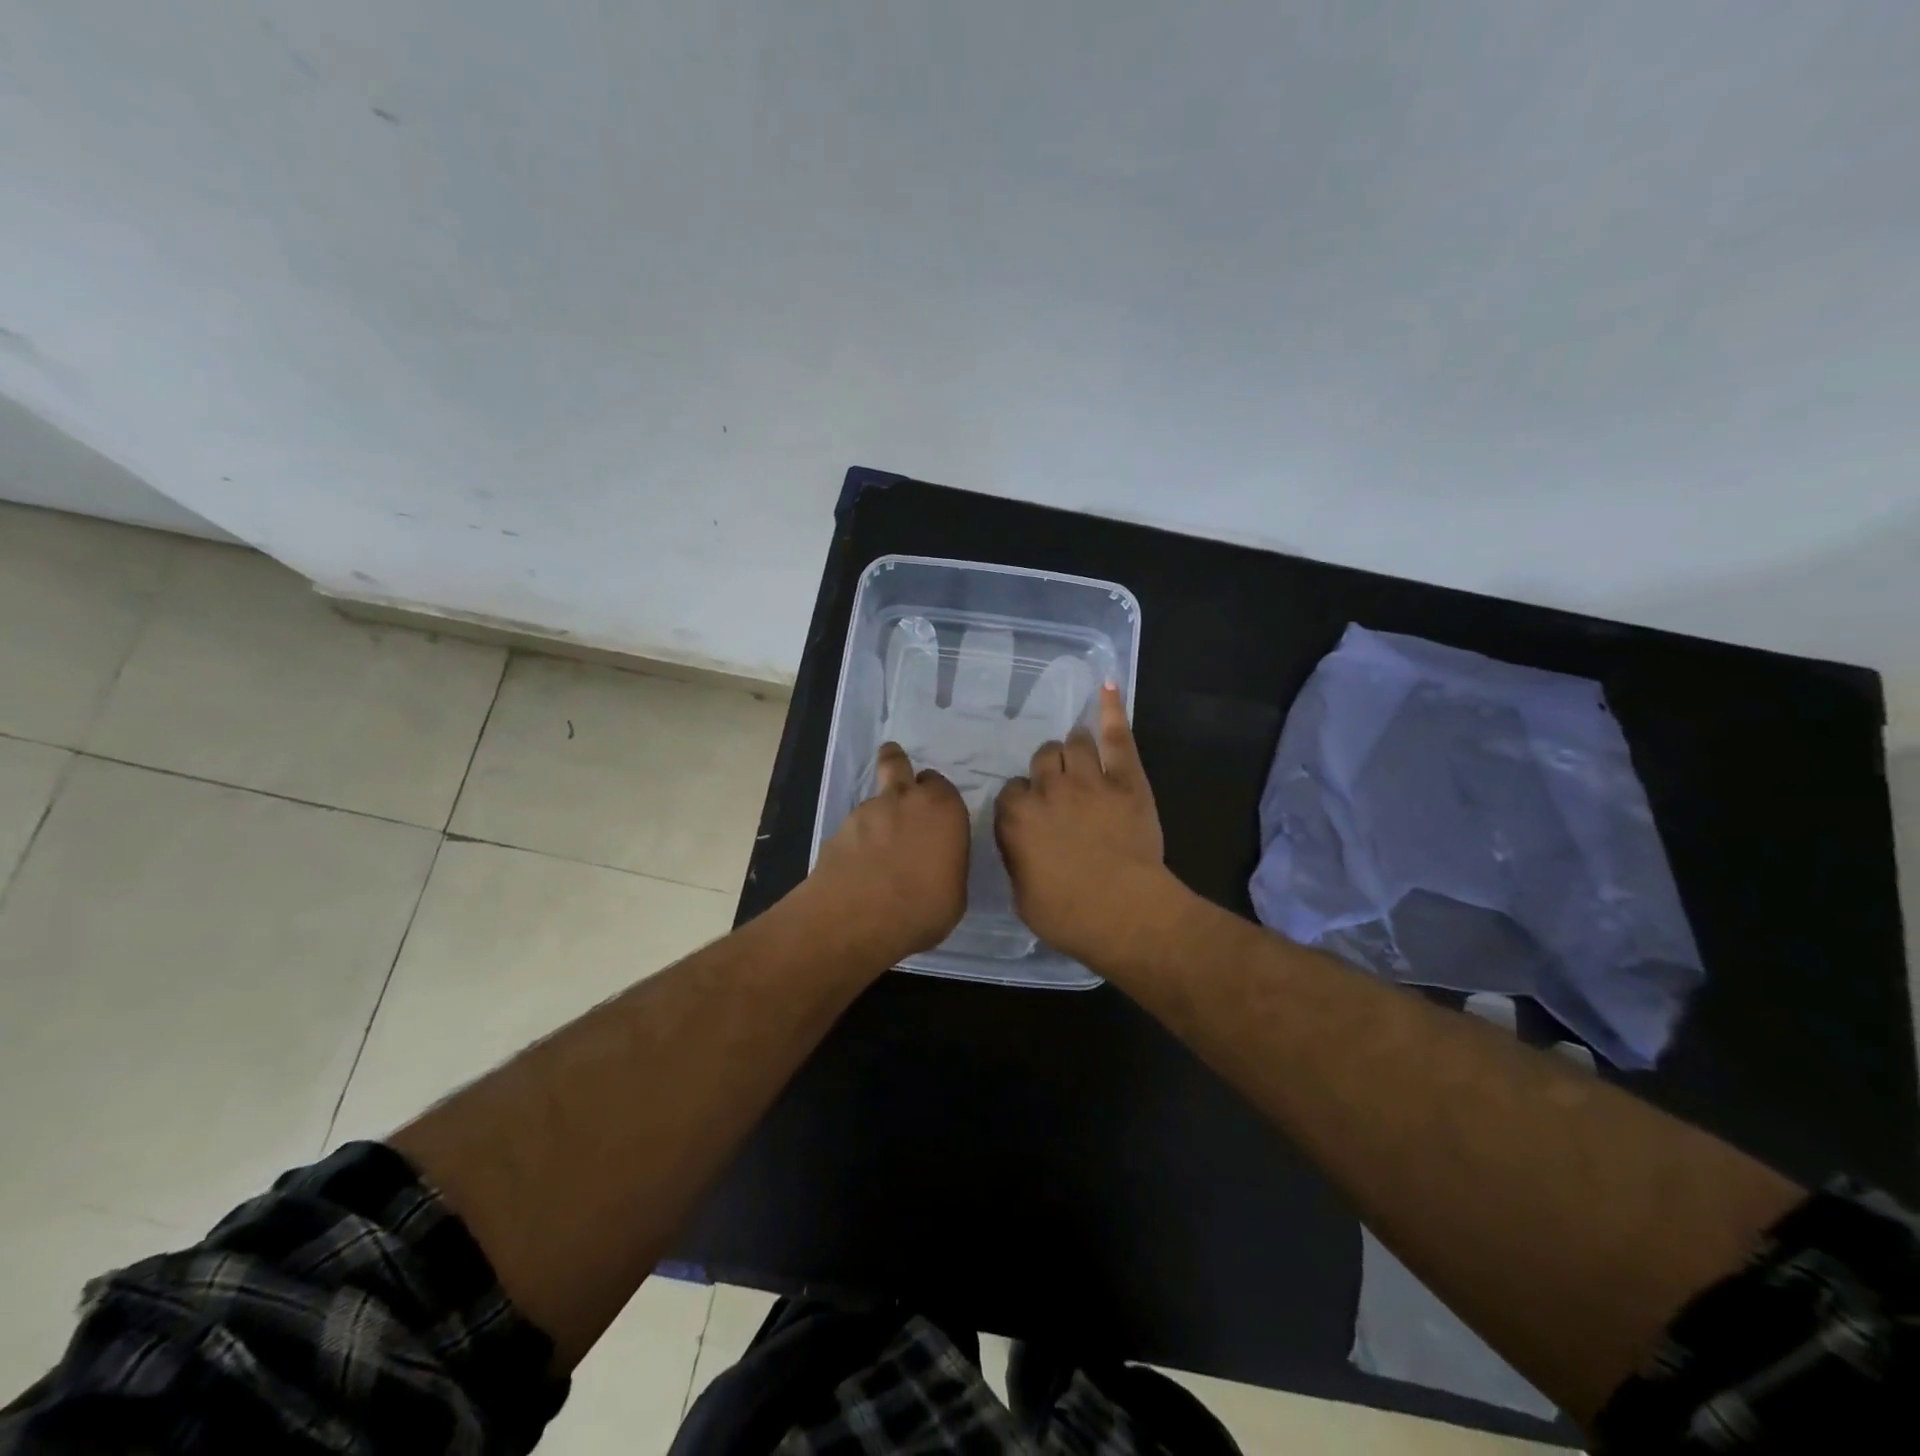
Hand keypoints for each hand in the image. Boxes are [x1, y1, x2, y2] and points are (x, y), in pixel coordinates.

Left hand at [805, 743, 969, 964]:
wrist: (857, 917)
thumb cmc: (923, 907)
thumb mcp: (954, 893)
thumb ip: (948, 865)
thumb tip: (937, 863)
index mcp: (943, 809)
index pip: (941, 784)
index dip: (936, 795)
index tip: (936, 811)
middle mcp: (905, 799)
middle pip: (897, 763)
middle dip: (896, 763)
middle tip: (899, 780)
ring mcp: (867, 811)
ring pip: (874, 798)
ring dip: (878, 814)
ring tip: (878, 847)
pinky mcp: (838, 829)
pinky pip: (854, 827)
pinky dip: (857, 839)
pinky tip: (859, 865)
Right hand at [994, 685, 1170, 964]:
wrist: (1124, 912)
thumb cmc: (1067, 915)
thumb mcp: (1023, 895)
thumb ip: (1018, 858)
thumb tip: (1021, 845)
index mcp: (1015, 818)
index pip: (1011, 792)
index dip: (1024, 802)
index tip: (1033, 815)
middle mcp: (1047, 789)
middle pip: (1042, 760)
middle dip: (1048, 770)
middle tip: (1060, 788)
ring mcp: (1088, 780)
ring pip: (1073, 743)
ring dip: (1074, 748)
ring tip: (1080, 756)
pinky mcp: (1126, 780)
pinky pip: (1117, 737)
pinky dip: (1112, 710)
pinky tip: (1107, 686)